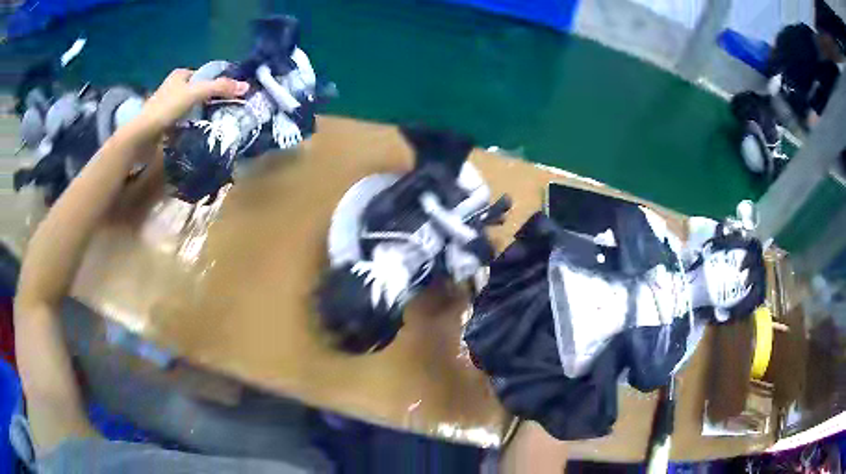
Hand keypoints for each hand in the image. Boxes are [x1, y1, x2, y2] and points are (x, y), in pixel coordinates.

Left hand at [135, 68, 249, 137]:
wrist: (142, 136)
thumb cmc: (167, 108)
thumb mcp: (196, 93)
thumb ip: (220, 88)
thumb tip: (247, 86)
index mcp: (180, 74)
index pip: (205, 75)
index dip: (217, 83)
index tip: (230, 95)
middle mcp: (174, 87)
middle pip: (198, 91)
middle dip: (210, 100)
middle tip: (225, 110)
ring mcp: (167, 106)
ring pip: (191, 107)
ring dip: (201, 114)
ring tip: (215, 122)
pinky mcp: (164, 123)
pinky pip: (184, 121)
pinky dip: (192, 125)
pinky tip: (199, 131)